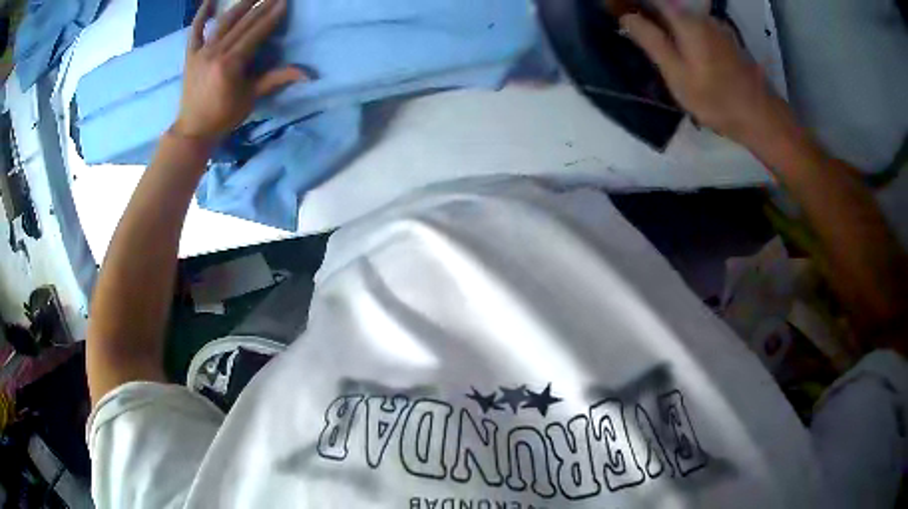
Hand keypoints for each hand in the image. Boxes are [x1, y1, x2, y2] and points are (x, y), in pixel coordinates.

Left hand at [172, 0, 306, 143]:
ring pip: (223, 22)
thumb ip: (276, 79)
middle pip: (242, 24)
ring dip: (240, 5)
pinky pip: (195, 31)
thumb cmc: (224, 116)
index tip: (284, 2)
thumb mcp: (251, 98)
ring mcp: (201, 52)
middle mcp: (215, 53)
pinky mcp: (190, 55)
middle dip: (261, 6)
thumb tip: (308, 74)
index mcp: (231, 64)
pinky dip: (201, 14)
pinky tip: (210, 0)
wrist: (193, 129)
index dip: (271, 17)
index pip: (256, 33)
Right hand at [620, 5, 794, 146]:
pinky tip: (681, 52)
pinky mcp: (726, 40)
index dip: (632, 3)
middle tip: (633, 30)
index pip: (652, 0)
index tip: (616, 12)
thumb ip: (651, 41)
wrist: (762, 117)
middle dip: (647, 13)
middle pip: (666, 5)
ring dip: (665, 23)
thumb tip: (626, 17)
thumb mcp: (677, 74)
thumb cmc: (717, 99)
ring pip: (682, 16)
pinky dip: (682, 32)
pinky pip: (696, 27)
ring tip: (654, 42)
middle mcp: (701, 16)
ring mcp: (716, 27)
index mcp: (686, 20)